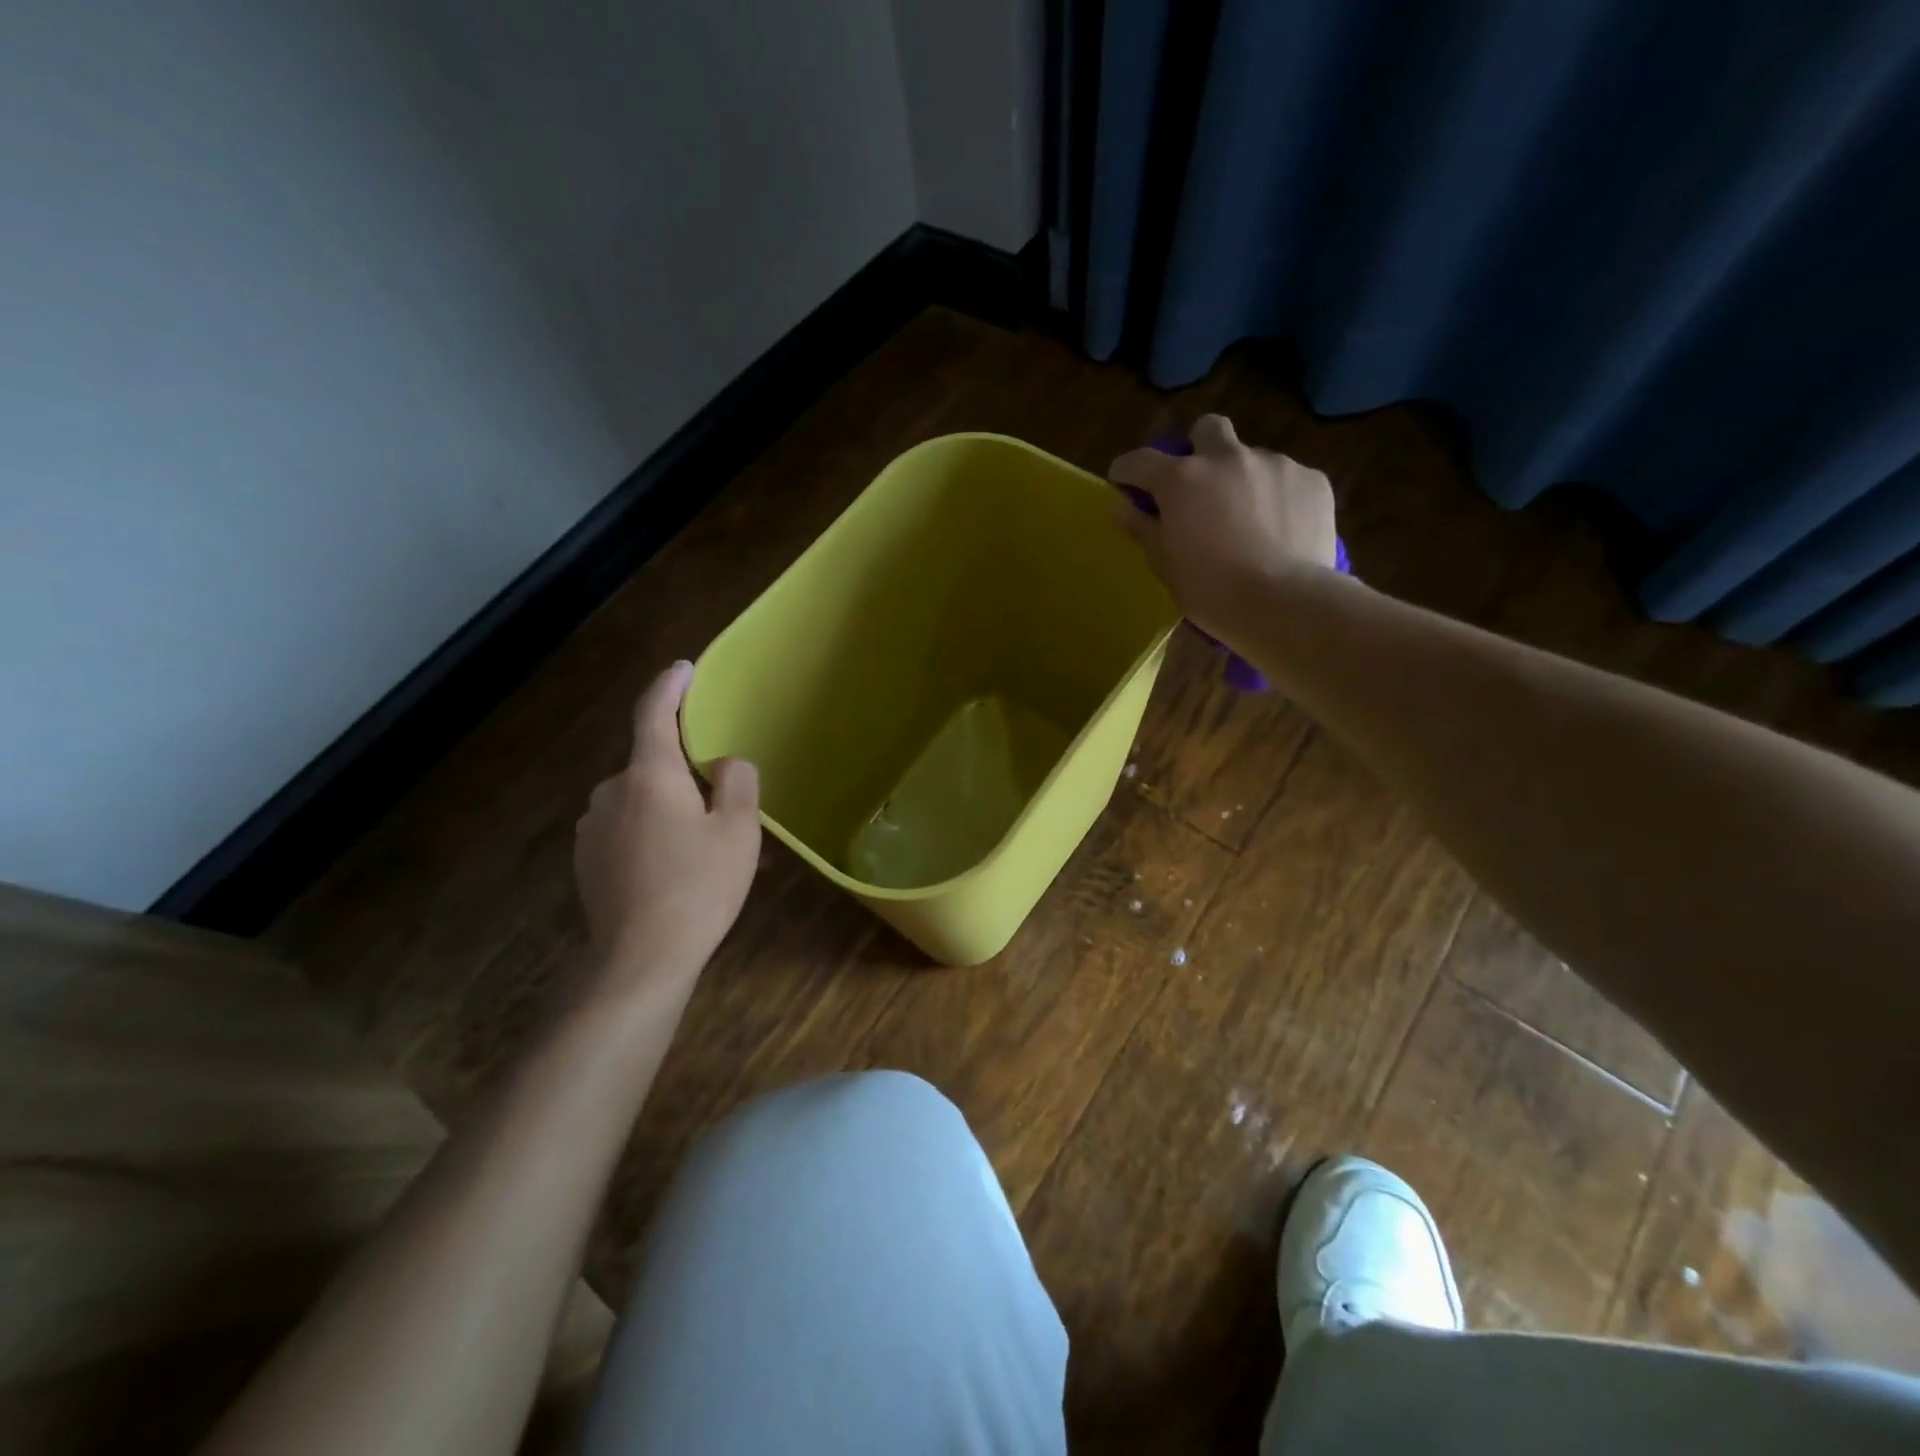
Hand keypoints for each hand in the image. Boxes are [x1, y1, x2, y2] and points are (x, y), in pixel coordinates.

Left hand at [574, 661, 760, 994]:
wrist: (639, 960)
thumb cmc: (697, 888)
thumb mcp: (738, 831)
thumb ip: (737, 782)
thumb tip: (725, 763)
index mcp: (649, 776)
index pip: (653, 713)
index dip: (669, 686)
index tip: (684, 669)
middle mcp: (611, 792)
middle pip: (652, 764)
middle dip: (685, 774)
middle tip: (723, 807)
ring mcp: (592, 828)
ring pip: (641, 800)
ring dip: (670, 809)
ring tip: (704, 849)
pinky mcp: (587, 859)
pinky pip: (627, 829)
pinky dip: (652, 834)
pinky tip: (675, 871)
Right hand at [1109, 414, 1338, 640]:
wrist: (1283, 602)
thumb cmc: (1210, 589)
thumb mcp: (1164, 564)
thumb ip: (1142, 527)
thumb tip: (1122, 507)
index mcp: (1182, 480)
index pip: (1140, 461)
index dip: (1127, 470)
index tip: (1123, 482)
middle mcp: (1227, 458)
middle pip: (1207, 429)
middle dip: (1198, 448)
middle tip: (1198, 483)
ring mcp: (1274, 464)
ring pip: (1251, 458)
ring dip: (1242, 479)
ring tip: (1249, 519)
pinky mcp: (1312, 480)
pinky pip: (1287, 479)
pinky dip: (1278, 497)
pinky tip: (1281, 529)